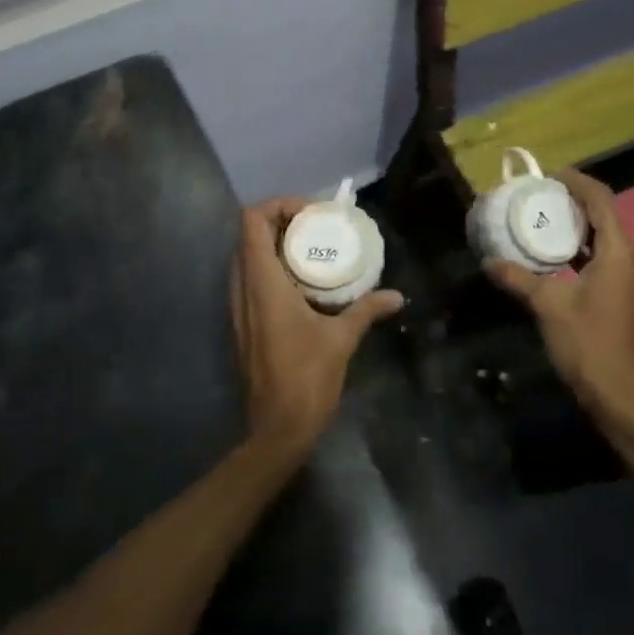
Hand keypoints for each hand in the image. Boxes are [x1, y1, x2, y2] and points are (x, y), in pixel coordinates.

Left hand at [230, 198, 403, 458]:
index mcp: (262, 283)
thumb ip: (366, 309)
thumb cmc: (306, 378)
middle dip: (280, 222)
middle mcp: (242, 288)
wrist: (276, 429)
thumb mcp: (342, 338)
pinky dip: (271, 269)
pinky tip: (303, 283)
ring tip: (312, 250)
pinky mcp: (243, 323)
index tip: (311, 213)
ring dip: (274, 245)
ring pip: (247, 257)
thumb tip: (396, 296)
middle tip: (316, 227)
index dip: (278, 205)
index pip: (252, 221)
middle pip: (248, 234)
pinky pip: (250, 280)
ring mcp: (238, 307)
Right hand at [485, 170, 633, 440]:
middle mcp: (629, 259)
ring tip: (543, 217)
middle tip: (541, 195)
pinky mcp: (623, 294)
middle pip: (606, 215)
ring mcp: (629, 278)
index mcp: (618, 254)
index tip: (550, 175)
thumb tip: (488, 260)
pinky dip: (581, 246)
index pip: (602, 201)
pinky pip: (604, 256)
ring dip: (578, 224)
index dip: (578, 182)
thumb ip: (519, 278)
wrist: (619, 395)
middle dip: (575, 201)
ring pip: (605, 237)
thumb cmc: (588, 344)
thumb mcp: (548, 306)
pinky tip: (555, 254)